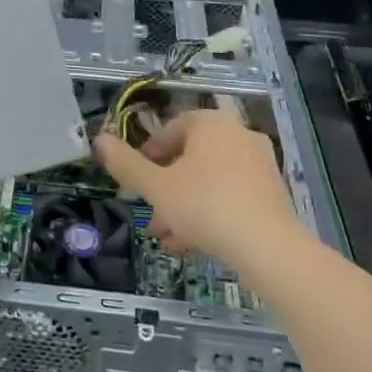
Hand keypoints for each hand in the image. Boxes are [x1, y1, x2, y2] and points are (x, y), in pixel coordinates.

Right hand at [95, 110, 303, 268]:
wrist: (269, 249)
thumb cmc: (206, 206)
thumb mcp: (157, 187)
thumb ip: (126, 164)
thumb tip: (99, 140)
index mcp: (211, 123)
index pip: (170, 129)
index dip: (148, 155)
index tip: (136, 180)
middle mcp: (238, 134)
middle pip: (190, 157)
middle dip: (166, 186)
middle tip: (149, 212)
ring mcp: (259, 163)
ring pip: (209, 180)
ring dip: (184, 204)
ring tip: (165, 235)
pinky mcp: (272, 193)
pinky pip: (230, 195)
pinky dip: (210, 212)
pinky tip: (191, 244)